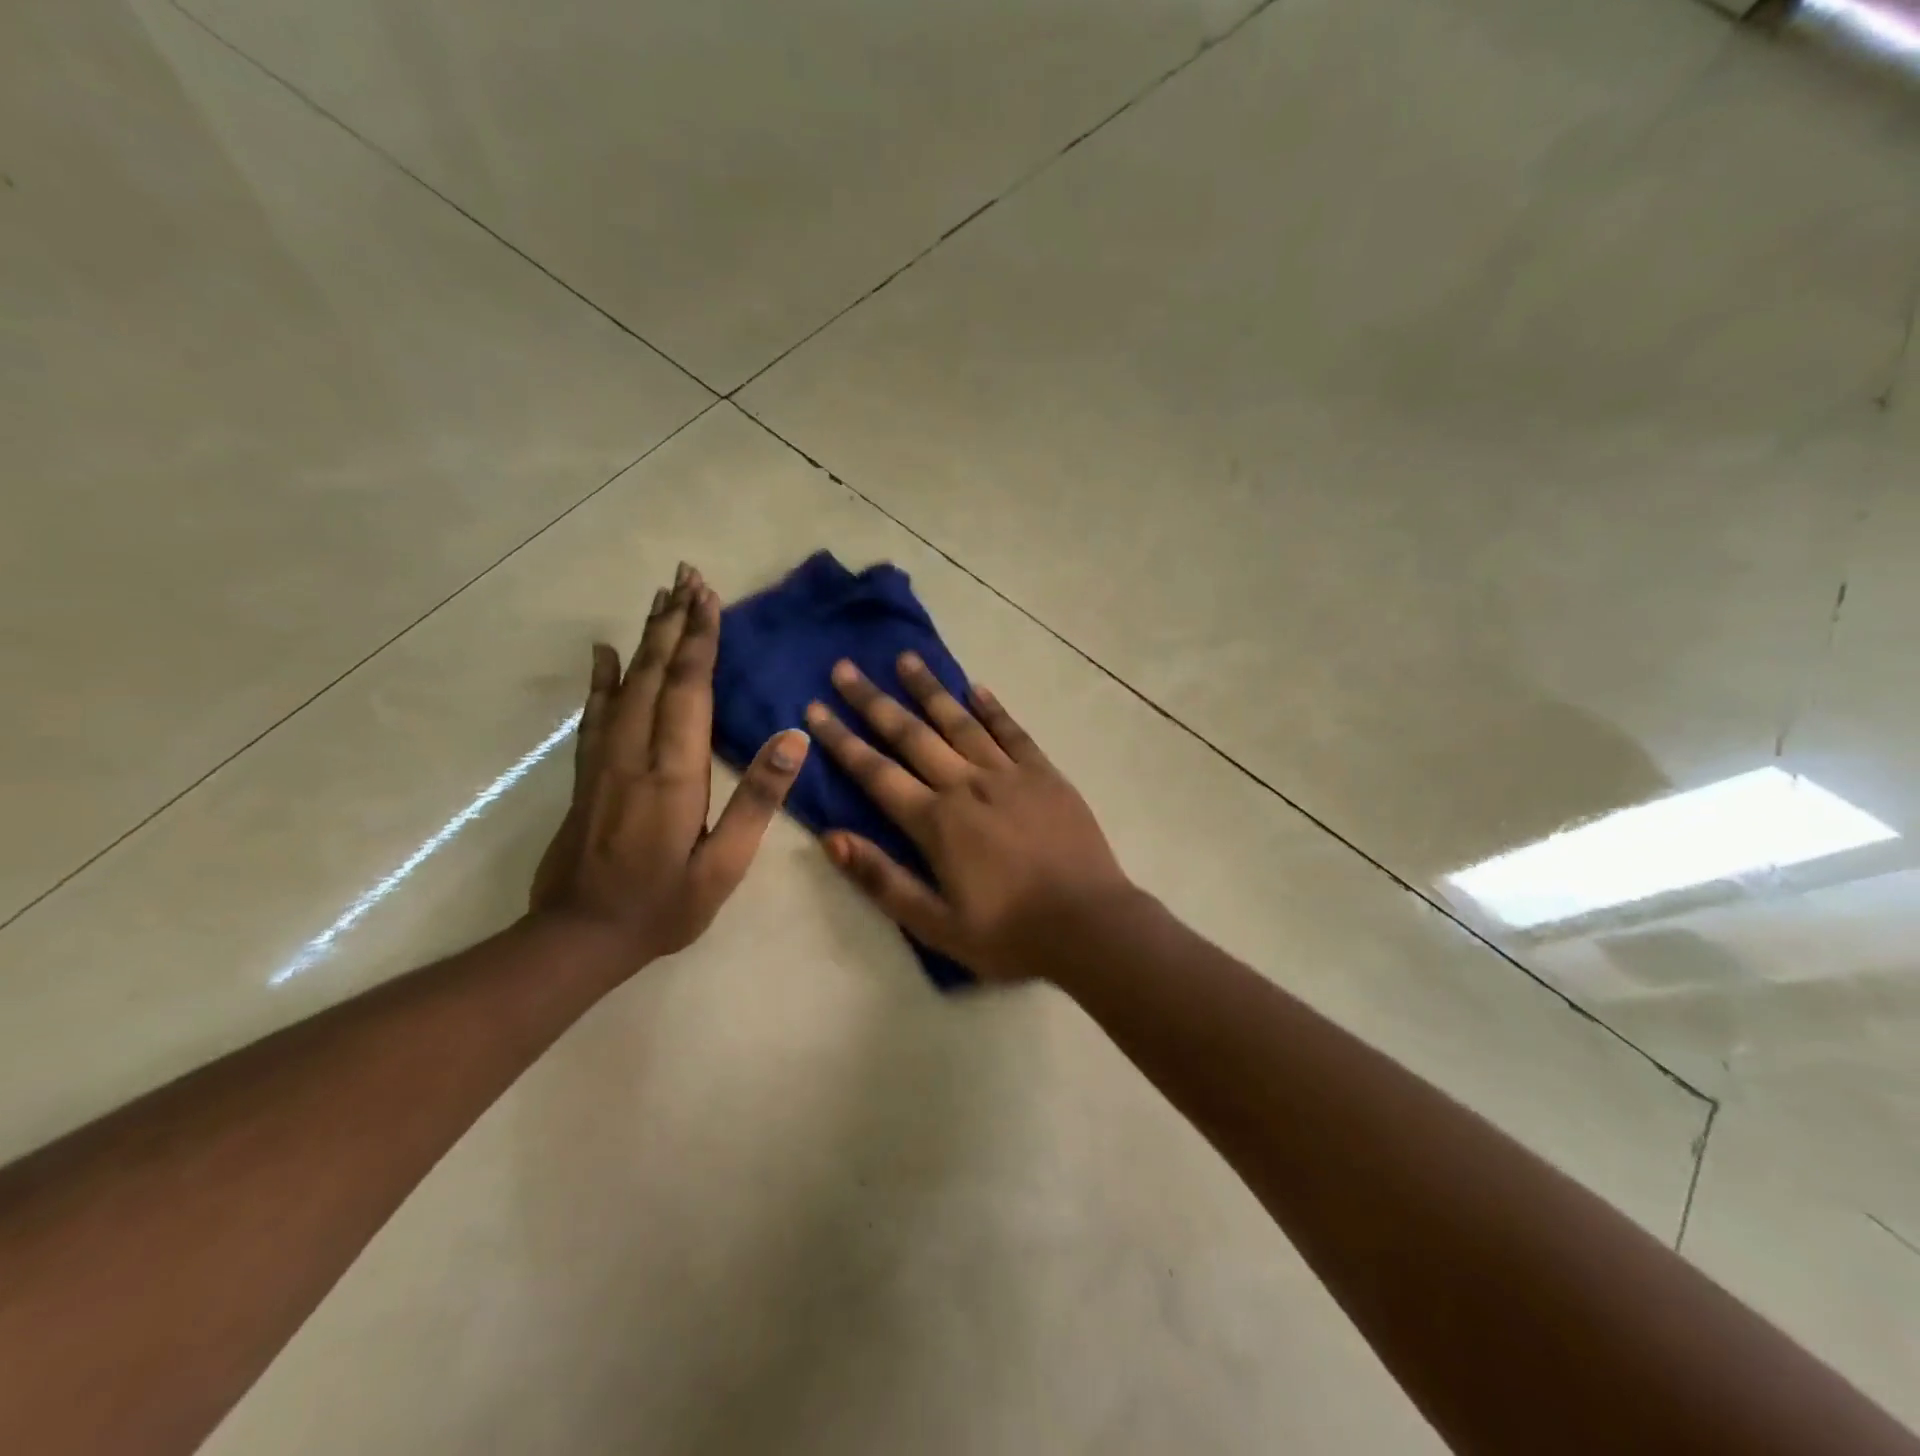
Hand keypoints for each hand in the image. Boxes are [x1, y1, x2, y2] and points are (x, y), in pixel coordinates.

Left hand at [530, 564, 809, 968]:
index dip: (700, 642)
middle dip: (674, 623)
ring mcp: (603, 761)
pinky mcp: (586, 774)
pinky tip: (604, 652)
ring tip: (661, 598)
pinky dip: (600, 678)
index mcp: (673, 774)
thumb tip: (794, 739)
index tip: (708, 597)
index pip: (688, 691)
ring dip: (646, 638)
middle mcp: (634, 754)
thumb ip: (758, 800)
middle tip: (686, 576)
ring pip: (624, 684)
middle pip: (655, 674)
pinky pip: (594, 714)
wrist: (579, 938)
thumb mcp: (725, 865)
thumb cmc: (664, 905)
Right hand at [806, 653, 1133, 982]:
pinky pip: (1013, 732)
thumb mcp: (936, 925)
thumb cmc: (1010, 934)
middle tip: (845, 668)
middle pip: (912, 735)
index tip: (814, 708)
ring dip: (929, 689)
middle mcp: (967, 785)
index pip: (876, 773)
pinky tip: (975, 688)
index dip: (842, 740)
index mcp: (937, 822)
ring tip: (905, 659)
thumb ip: (883, 880)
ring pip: (960, 722)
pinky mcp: (1045, 774)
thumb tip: (832, 838)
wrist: (1090, 926)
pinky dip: (992, 709)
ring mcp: (1009, 775)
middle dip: (874, 701)